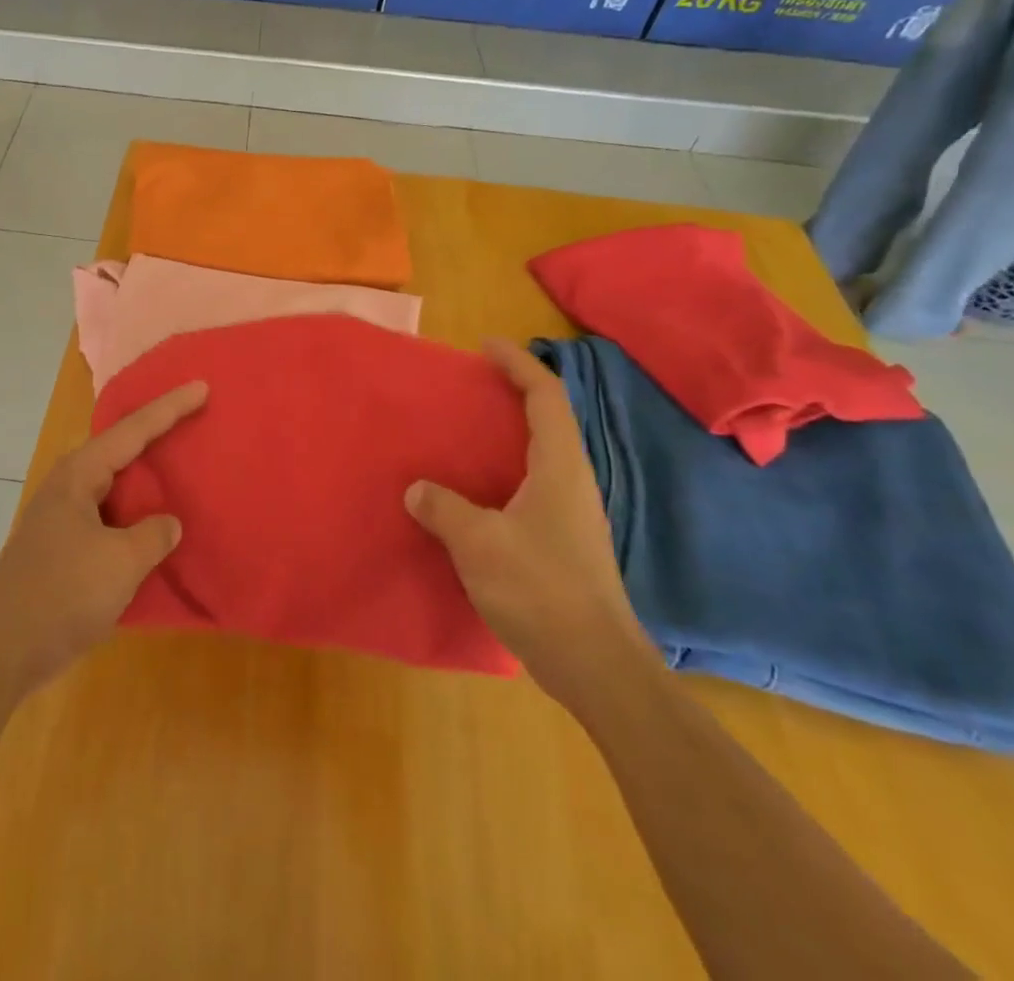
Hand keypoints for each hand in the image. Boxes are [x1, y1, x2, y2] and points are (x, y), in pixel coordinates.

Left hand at [0, 382, 207, 693]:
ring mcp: (65, 519)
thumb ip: (153, 536)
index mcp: (80, 475)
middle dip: (156, 433)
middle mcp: (71, 487)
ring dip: (147, 478)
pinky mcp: (65, 549)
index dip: (170, 408)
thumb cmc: (60, 594)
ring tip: (182, 465)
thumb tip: (168, 524)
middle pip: (121, 449)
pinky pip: (112, 518)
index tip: (202, 387)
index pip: (133, 430)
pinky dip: (137, 515)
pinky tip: (157, 526)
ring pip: (116, 486)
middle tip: (194, 416)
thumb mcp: (119, 562)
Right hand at [406, 339, 654, 705]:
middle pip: (549, 420)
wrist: (596, 665)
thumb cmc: (541, 590)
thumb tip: (418, 490)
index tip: (487, 346)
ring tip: (467, 434)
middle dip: (514, 394)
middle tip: (473, 387)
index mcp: (559, 468)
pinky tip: (476, 494)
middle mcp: (572, 482)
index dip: (519, 364)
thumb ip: (444, 508)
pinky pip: (533, 487)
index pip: (545, 397)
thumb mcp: (479, 543)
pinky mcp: (565, 543)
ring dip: (510, 435)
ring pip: (542, 456)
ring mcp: (572, 515)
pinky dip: (505, 473)